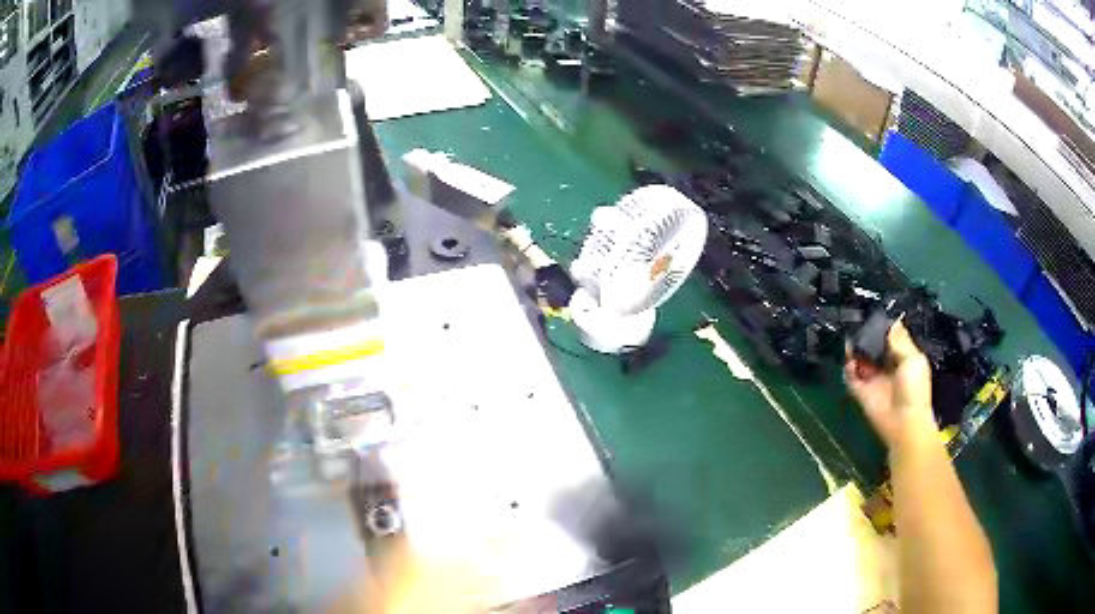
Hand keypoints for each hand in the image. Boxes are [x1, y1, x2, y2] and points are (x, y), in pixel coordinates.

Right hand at [845, 321, 935, 447]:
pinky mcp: (861, 391)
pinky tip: (851, 363)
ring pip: (860, 359)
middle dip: (866, 337)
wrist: (904, 421)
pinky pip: (851, 377)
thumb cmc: (914, 389)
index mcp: (902, 357)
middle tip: (859, 327)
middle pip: (873, 347)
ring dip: (855, 350)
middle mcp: (887, 366)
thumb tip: (892, 321)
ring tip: (851, 343)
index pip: (890, 338)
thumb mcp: (913, 359)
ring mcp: (873, 379)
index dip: (883, 328)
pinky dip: (848, 369)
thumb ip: (900, 341)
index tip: (875, 317)